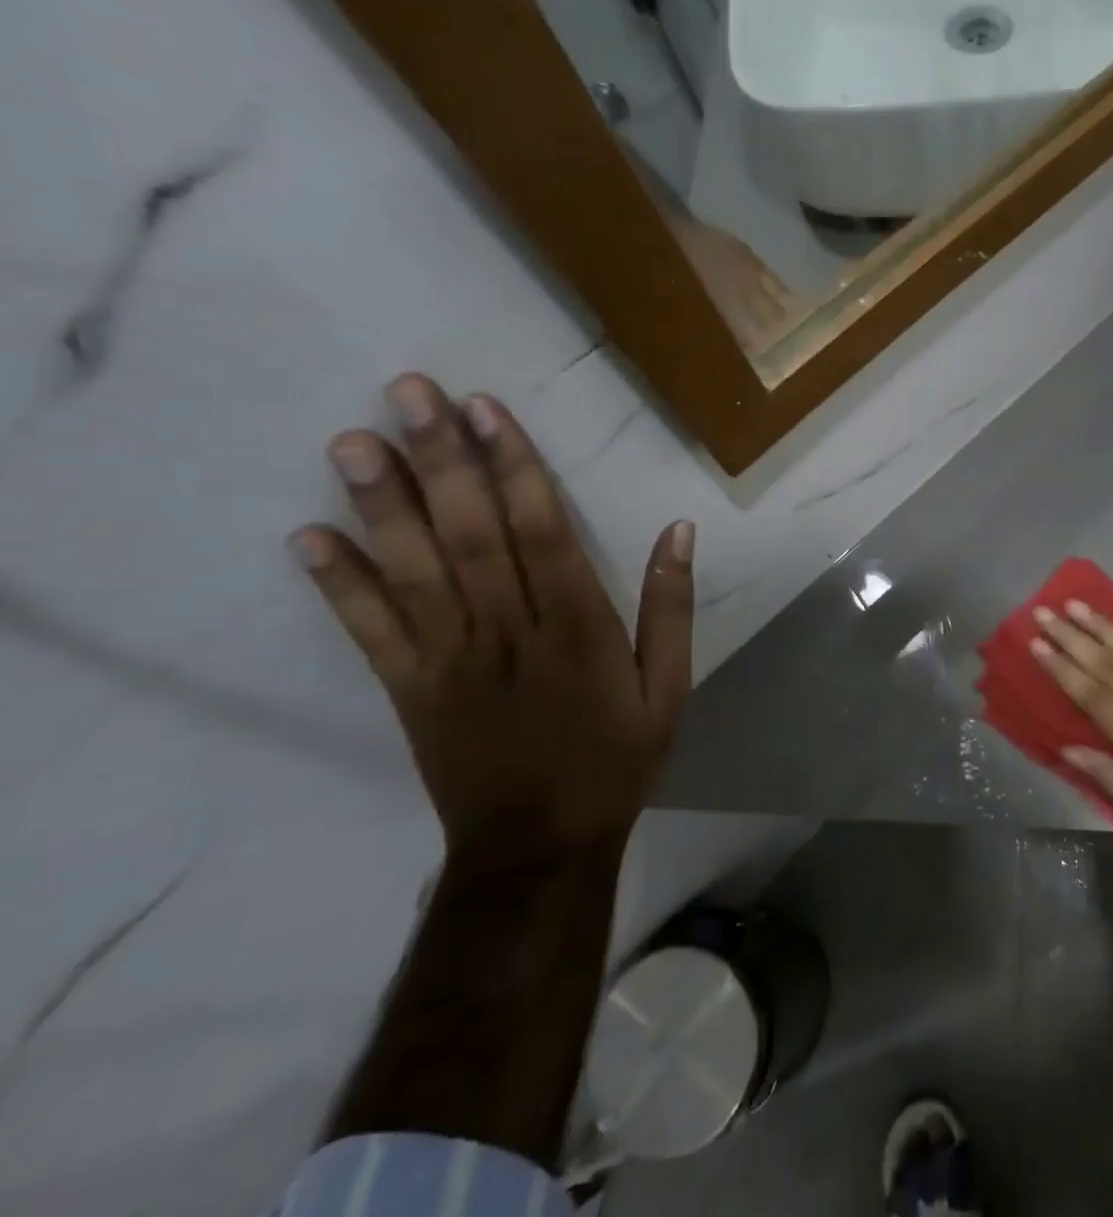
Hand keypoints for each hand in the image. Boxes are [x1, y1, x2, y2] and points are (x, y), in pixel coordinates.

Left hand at [290, 373, 693, 858]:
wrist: (539, 846)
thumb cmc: (615, 758)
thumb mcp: (670, 688)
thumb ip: (671, 609)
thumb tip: (679, 531)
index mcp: (577, 628)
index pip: (542, 532)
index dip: (514, 468)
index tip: (485, 410)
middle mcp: (508, 632)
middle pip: (470, 534)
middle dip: (439, 460)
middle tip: (407, 392)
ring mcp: (450, 660)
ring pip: (414, 571)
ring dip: (381, 504)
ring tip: (352, 440)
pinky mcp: (410, 689)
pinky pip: (370, 632)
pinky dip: (338, 586)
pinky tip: (308, 538)